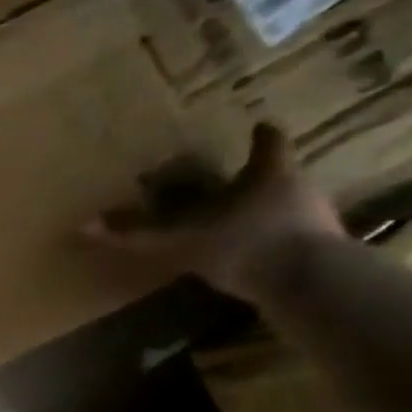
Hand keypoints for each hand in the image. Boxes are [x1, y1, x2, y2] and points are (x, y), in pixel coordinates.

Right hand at [82, 123, 344, 303]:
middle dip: (263, 179)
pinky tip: (262, 263)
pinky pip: (300, 246)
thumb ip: (137, 233)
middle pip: (283, 175)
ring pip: (295, 210)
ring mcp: (320, 224)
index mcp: (269, 173)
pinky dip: (281, 249)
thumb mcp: (180, 238)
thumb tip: (83, 224)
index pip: (269, 145)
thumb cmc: (246, 242)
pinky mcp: (327, 258)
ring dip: (274, 215)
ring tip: (248, 226)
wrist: (312, 285)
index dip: (263, 136)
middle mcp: (300, 190)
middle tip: (241, 182)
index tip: (261, 125)